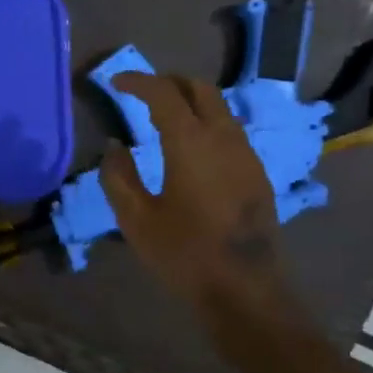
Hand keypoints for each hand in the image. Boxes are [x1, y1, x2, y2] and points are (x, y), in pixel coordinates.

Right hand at [98, 73, 290, 313]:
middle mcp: (224, 138)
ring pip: (220, 109)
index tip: (116, 83)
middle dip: (170, 82)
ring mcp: (246, 154)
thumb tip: (115, 147)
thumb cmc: (183, 254)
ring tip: (164, 117)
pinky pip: (230, 131)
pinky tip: (191, 148)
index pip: (164, 93)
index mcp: (191, 143)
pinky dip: (207, 123)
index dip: (138, 81)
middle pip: (201, 89)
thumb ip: (119, 176)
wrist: (244, 290)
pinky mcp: (257, 174)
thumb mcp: (136, 219)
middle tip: (143, 93)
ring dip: (191, 102)